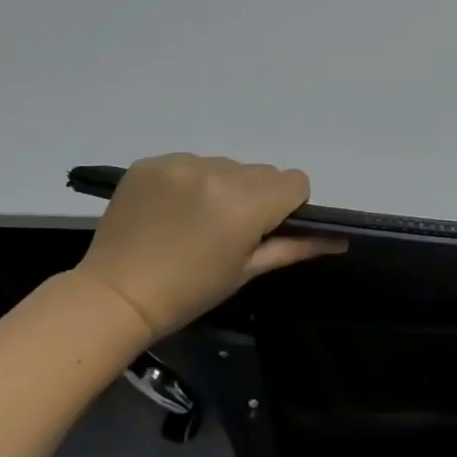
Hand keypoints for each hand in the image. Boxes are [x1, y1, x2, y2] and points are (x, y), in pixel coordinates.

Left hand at [73, 154, 345, 344]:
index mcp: (245, 202)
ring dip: (222, 187)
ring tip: (193, 221)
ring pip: (226, 165)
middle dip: (255, 196)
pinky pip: (190, 163)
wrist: (115, 295)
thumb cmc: (189, 292)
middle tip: (226, 231)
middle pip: (261, 172)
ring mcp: (180, 163)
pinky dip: (189, 182)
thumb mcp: (247, 271)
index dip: (287, 206)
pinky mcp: (151, 161)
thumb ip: (296, 247)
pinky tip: (170, 210)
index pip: (294, 181)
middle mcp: (217, 171)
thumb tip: (340, 239)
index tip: (263, 230)